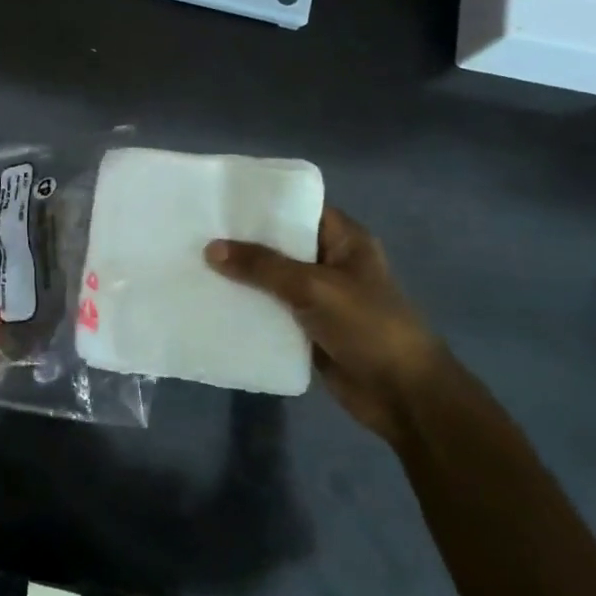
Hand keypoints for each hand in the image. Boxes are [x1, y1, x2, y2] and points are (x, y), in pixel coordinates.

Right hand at [205, 205, 448, 441]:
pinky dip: (247, 308)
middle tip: (196, 230)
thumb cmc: (368, 327)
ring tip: (193, 263)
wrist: (403, 395)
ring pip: (271, 279)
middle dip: (243, 241)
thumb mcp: (314, 287)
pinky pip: (270, 311)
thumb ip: (262, 266)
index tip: (221, 199)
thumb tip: (211, 248)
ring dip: (240, 277)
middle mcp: (330, 262)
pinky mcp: (307, 328)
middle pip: (280, 244)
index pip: (299, 208)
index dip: (263, 203)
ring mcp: (319, 297)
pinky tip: (211, 302)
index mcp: (344, 240)